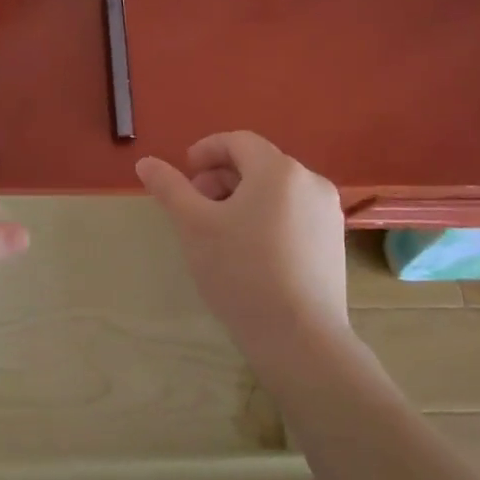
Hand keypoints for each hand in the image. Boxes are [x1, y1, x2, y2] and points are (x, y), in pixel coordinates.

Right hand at [136, 132, 348, 351]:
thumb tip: (145, 162)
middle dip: (221, 177)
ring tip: (220, 230)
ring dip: (242, 198)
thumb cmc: (240, 270)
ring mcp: (327, 214)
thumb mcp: (193, 225)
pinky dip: (266, 217)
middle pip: (258, 164)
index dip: (206, 151)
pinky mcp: (333, 243)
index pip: (238, 141)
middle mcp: (310, 182)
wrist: (299, 337)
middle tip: (195, 205)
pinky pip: (293, 214)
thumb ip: (169, 188)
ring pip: (276, 191)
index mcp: (278, 170)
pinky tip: (249, 251)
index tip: (185, 174)